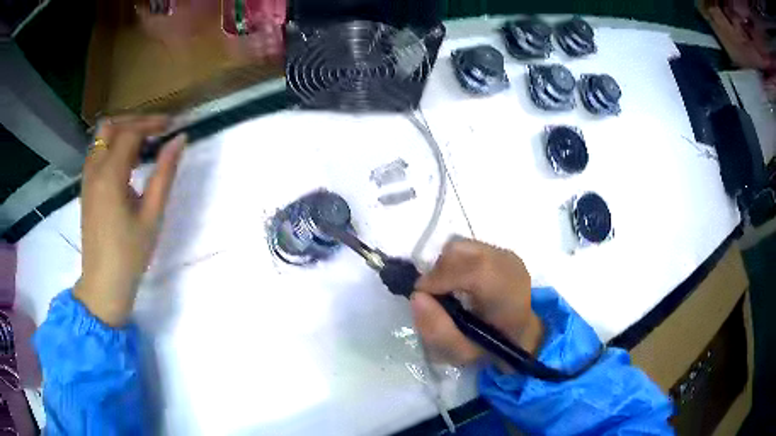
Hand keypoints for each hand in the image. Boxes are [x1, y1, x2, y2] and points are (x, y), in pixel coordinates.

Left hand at [74, 116, 185, 326]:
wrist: (104, 284)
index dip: (152, 123)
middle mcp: (94, 170)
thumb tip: (179, 140)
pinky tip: (126, 163)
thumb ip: (164, 173)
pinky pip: (97, 153)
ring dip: (122, 132)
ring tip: (143, 144)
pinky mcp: (86, 188)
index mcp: (110, 175)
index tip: (172, 125)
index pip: (130, 133)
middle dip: (134, 121)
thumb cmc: (130, 254)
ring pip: (101, 138)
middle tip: (156, 130)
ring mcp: (87, 179)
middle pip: (110, 127)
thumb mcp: (152, 215)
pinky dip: (112, 146)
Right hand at [411, 239, 543, 369]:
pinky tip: (462, 283)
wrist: (520, 335)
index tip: (422, 296)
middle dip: (437, 273)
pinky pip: (466, 249)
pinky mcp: (500, 250)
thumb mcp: (461, 353)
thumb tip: (417, 297)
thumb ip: (437, 330)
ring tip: (449, 291)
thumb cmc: (491, 348)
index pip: (475, 271)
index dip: (439, 278)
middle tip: (435, 298)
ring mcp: (506, 255)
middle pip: (459, 252)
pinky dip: (454, 263)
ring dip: (445, 267)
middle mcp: (509, 266)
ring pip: (459, 247)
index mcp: (509, 295)